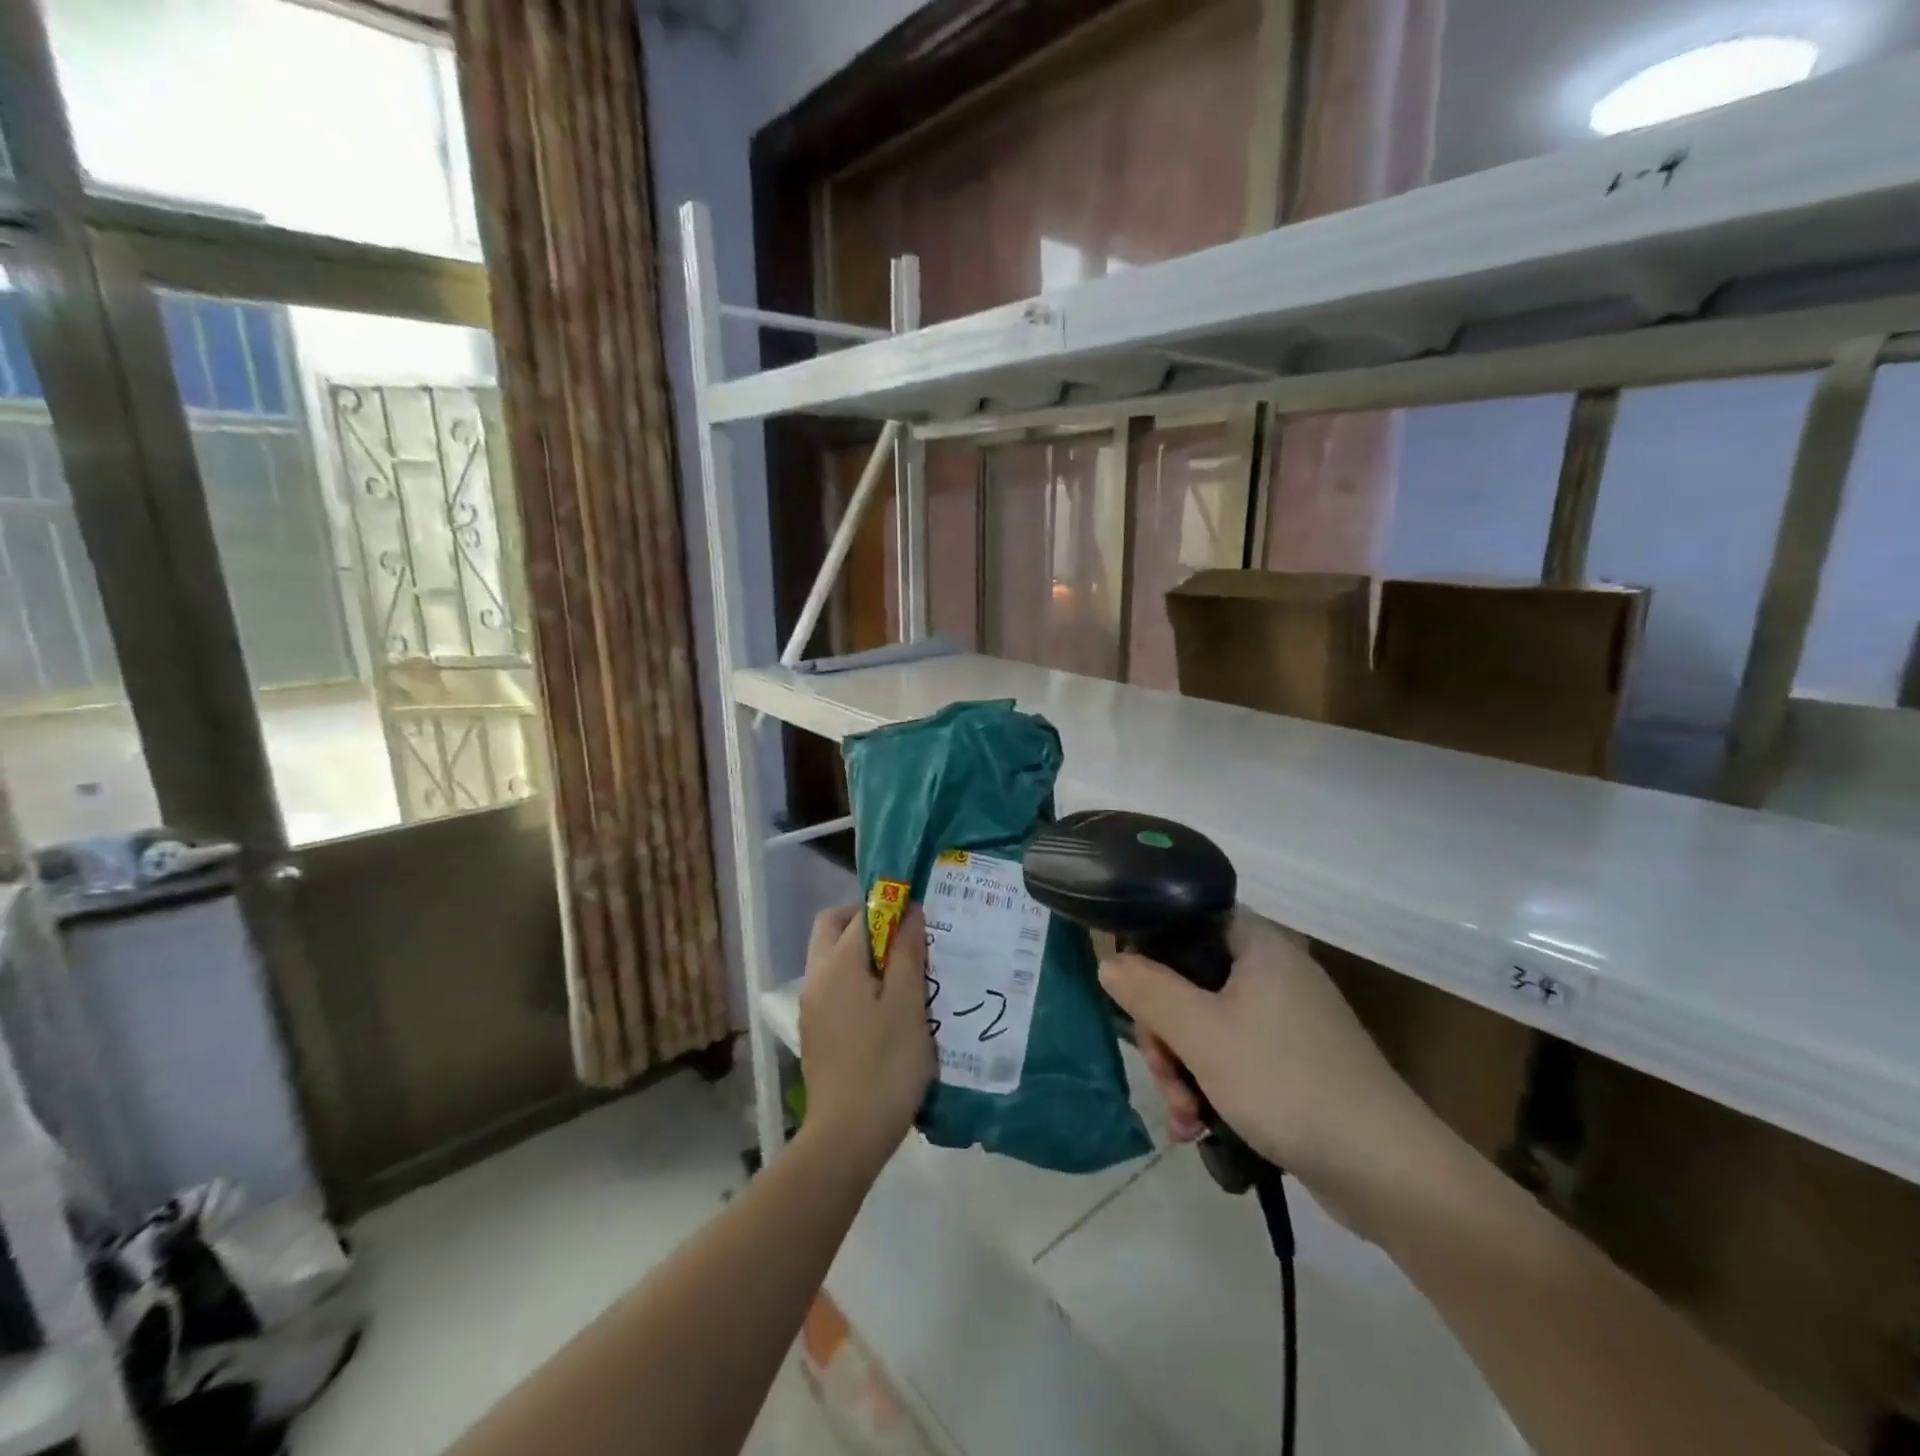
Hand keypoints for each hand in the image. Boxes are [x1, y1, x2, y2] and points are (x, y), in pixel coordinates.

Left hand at [797, 905, 934, 1174]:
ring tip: (904, 974)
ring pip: (832, 959)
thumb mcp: (908, 1004)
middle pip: (833, 928)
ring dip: (863, 954)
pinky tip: (887, 1007)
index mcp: (836, 963)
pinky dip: (857, 980)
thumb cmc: (885, 1064)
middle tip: (906, 941)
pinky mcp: (816, 1032)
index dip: (889, 907)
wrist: (846, 1136)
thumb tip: (909, 911)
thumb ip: (907, 952)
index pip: (859, 914)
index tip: (918, 919)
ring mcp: (812, 1006)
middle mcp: (816, 977)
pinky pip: (834, 987)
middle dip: (868, 924)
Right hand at [1101, 911, 1450, 1235]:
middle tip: (1164, 1078)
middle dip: (1166, 1036)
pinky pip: (1233, 1056)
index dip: (1150, 957)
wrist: (1388, 1171)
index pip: (1185, 923)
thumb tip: (1109, 961)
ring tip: (1183, 1119)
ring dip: (1183, 1070)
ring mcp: (1287, 1017)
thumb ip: (1148, 991)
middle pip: (1189, 982)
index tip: (1135, 1004)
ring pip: (1206, 1025)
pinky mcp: (1295, 1060)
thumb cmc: (1286, 1082)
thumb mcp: (1201, 1034)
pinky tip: (1199, 1128)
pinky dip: (1211, 1085)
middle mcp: (1273, 971)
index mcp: (1258, 944)